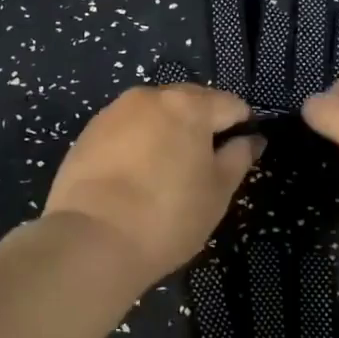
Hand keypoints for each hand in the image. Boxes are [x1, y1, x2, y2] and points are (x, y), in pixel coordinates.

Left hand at [43, 83, 261, 285]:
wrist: (90, 240)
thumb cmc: (167, 216)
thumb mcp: (217, 192)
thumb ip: (238, 157)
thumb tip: (251, 139)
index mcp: (188, 105)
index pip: (230, 104)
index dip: (242, 126)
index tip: (241, 153)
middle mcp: (150, 96)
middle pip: (189, 102)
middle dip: (202, 125)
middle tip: (204, 166)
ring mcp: (114, 112)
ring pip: (154, 114)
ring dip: (167, 133)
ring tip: (167, 173)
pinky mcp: (87, 133)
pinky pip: (125, 130)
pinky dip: (137, 144)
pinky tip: (135, 177)